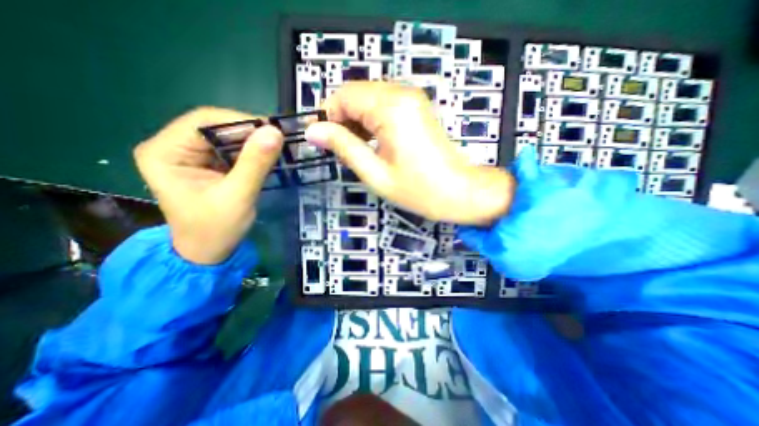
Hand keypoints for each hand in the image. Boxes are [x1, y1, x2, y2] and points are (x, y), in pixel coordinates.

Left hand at [131, 106, 282, 263]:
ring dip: (254, 141)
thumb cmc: (216, 229)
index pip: (204, 121)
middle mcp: (173, 147)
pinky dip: (253, 151)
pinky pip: (233, 149)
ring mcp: (191, 155)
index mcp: (165, 152)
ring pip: (227, 137)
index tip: (273, 131)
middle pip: (216, 127)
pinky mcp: (207, 164)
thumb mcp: (238, 196)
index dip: (241, 121)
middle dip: (250, 132)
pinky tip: (267, 156)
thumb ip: (255, 163)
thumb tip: (275, 132)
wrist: (210, 251)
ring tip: (277, 148)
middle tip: (280, 140)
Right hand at [304, 81, 511, 223]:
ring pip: (368, 99)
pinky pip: (384, 105)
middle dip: (342, 119)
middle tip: (342, 150)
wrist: (459, 192)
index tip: (323, 141)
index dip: (327, 117)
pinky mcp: (417, 108)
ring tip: (358, 150)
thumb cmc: (419, 189)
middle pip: (355, 94)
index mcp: (390, 107)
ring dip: (356, 121)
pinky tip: (373, 143)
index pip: (343, 95)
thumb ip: (343, 147)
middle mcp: (401, 93)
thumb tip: (313, 131)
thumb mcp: (375, 173)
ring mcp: (412, 99)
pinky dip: (372, 121)